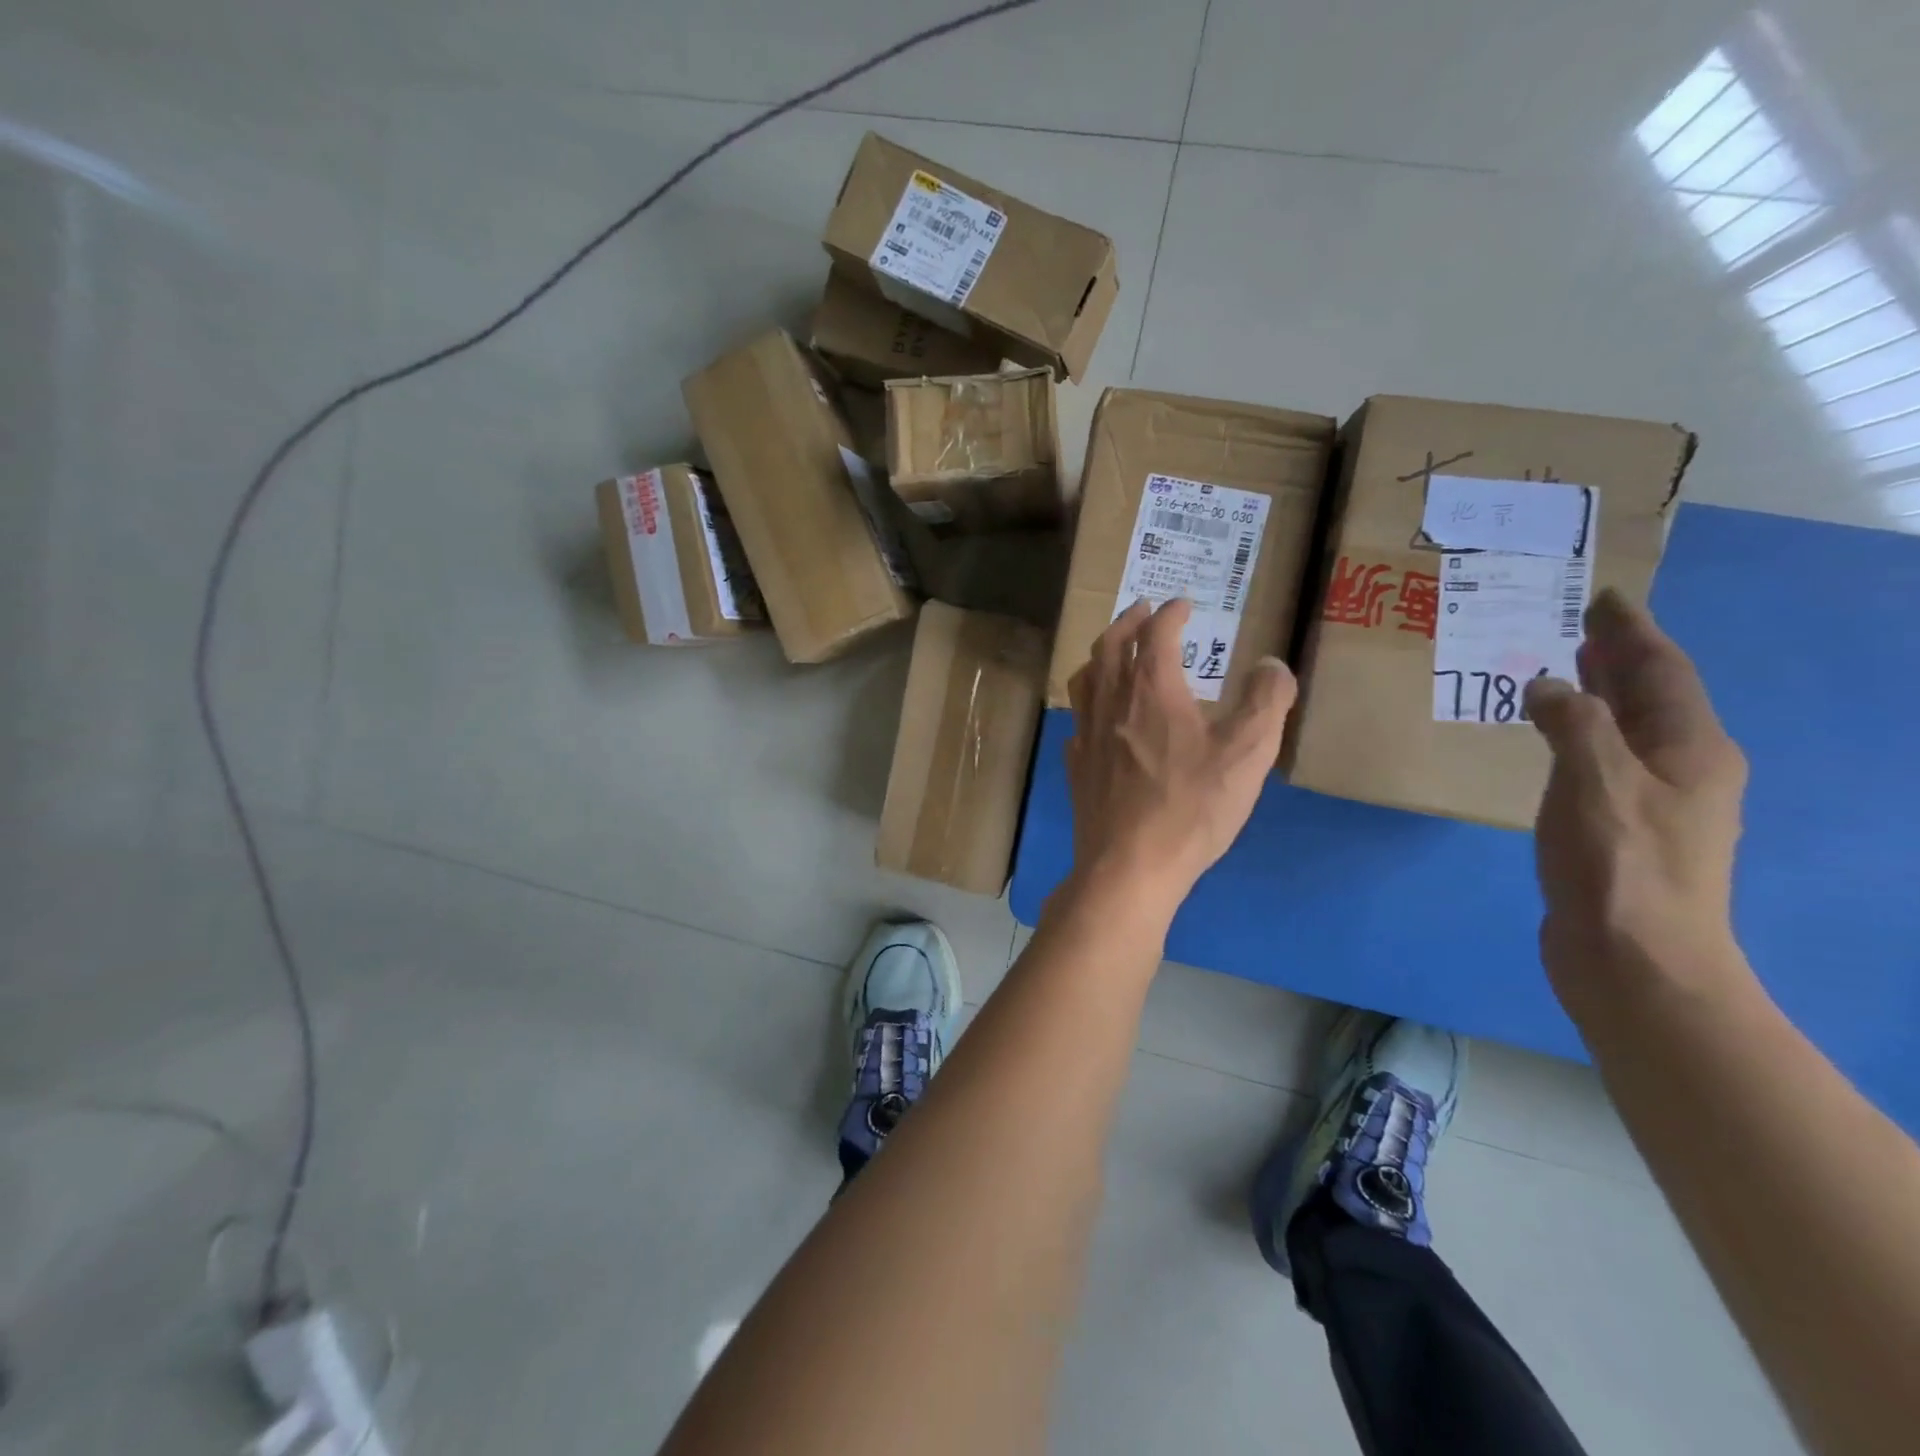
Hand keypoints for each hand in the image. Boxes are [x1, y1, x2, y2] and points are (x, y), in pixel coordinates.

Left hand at [1064, 598, 1295, 914]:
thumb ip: (1266, 702)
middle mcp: (1110, 701)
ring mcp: (1086, 734)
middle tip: (1142, 611)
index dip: (1170, 613)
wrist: (1129, 865)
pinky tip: (1101, 717)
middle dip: (1128, 621)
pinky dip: (1090, 701)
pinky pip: (1078, 718)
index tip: (1183, 604)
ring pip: (1086, 678)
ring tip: (1114, 652)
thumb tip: (1271, 664)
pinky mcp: (1076, 765)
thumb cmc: (1191, 807)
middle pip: (1110, 646)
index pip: (1157, 633)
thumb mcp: (1248, 753)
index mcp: (1150, 689)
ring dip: (1101, 654)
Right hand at [1524, 589, 1748, 1010]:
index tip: (1603, 598)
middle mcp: (1684, 769)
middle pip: (1652, 697)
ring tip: (1563, 672)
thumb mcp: (1597, 782)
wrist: (1635, 961)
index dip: (1632, 632)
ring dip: (1599, 696)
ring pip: (1627, 730)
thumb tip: (1551, 686)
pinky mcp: (1622, 830)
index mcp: (1691, 749)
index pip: (1662, 671)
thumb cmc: (1620, 865)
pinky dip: (1579, 736)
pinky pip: (1602, 762)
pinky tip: (1553, 740)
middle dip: (1620, 658)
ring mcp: (1655, 803)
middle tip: (1578, 626)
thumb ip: (1574, 723)